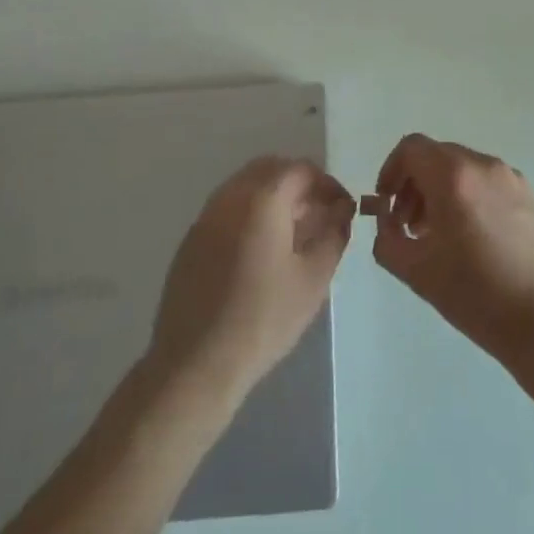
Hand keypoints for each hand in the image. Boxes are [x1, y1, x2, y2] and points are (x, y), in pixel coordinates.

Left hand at [147, 157, 354, 401]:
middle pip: (271, 169)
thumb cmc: (263, 319)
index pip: (301, 169)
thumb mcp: (314, 279)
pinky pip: (227, 208)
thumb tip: (342, 210)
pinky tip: (261, 250)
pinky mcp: (192, 239)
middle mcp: (231, 196)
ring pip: (246, 185)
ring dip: (273, 196)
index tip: (342, 209)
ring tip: (294, 232)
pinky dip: (250, 212)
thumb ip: (333, 235)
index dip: (327, 184)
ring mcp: (206, 216)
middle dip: (299, 184)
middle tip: (319, 214)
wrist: (195, 364)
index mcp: (263, 199)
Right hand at [371, 134, 533, 360]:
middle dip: (414, 184)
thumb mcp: (415, 270)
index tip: (387, 204)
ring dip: (440, 191)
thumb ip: (387, 237)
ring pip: (461, 168)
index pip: (411, 148)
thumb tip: (386, 219)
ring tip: (437, 235)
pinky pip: (485, 181)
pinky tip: (470, 238)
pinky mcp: (529, 194)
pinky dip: (467, 196)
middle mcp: (482, 164)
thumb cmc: (475, 293)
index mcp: (453, 175)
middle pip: (436, 156)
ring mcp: (510, 177)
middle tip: (408, 226)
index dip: (391, 171)